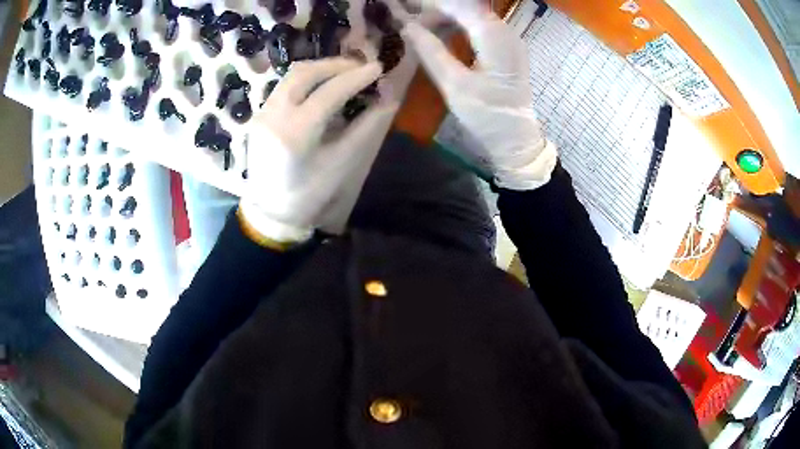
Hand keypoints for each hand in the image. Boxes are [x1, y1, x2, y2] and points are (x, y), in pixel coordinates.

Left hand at [241, 58, 387, 244]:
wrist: (269, 210)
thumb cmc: (308, 193)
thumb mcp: (340, 163)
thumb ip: (364, 127)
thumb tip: (387, 100)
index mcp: (296, 133)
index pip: (329, 92)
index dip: (356, 77)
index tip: (378, 68)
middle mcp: (275, 115)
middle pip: (305, 73)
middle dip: (336, 64)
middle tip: (360, 67)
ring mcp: (263, 113)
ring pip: (292, 75)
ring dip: (320, 68)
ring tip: (344, 72)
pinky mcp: (259, 114)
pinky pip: (284, 86)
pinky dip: (306, 79)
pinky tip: (322, 85)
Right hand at [394, 0, 557, 189]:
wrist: (516, 138)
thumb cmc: (487, 116)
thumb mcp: (454, 85)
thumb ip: (430, 51)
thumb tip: (407, 26)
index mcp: (495, 38)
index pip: (460, 6)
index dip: (431, 4)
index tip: (405, 7)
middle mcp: (505, 32)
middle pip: (467, 7)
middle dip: (437, 9)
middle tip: (409, 18)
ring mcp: (508, 39)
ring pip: (473, 14)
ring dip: (446, 16)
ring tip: (420, 25)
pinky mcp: (506, 47)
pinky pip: (479, 25)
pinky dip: (458, 24)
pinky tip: (441, 32)